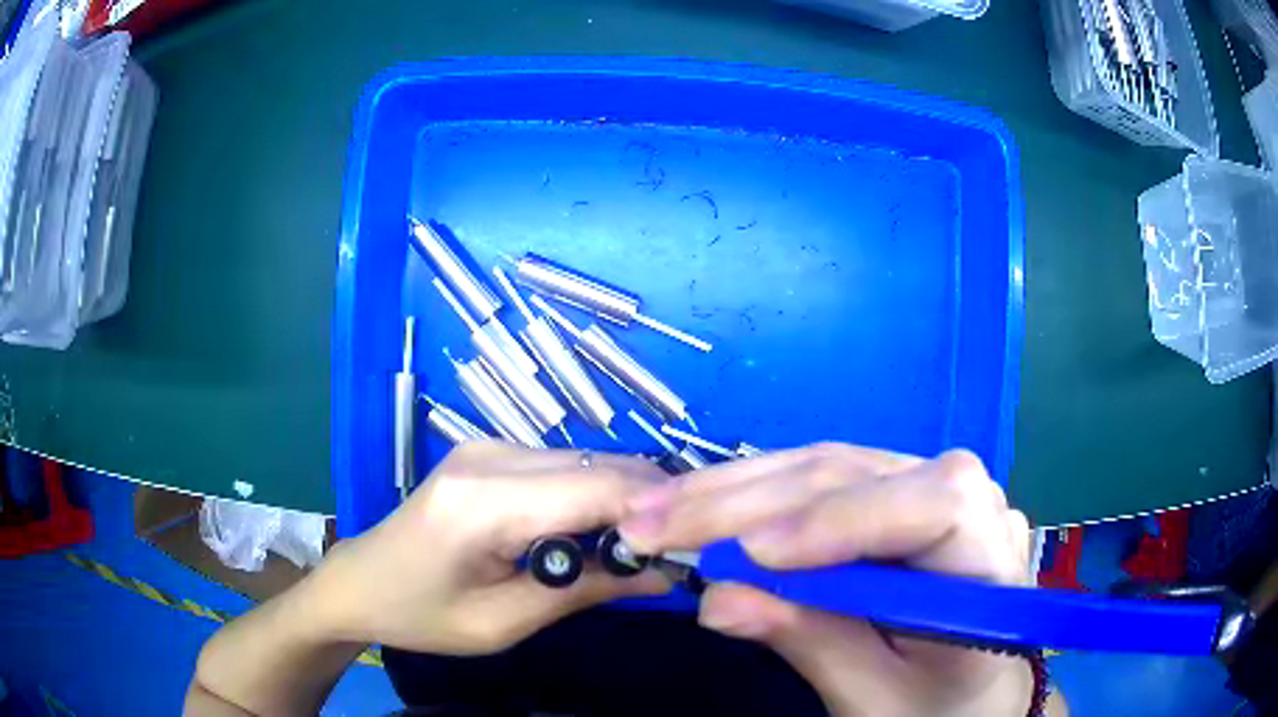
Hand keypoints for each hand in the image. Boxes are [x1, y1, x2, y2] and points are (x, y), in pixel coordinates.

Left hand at [311, 442, 671, 654]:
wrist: (362, 581)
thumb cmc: (421, 614)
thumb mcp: (503, 623)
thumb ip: (585, 593)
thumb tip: (664, 575)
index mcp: (482, 502)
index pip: (595, 488)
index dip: (656, 511)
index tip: (696, 547)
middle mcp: (489, 456)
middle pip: (598, 465)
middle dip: (650, 505)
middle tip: (681, 551)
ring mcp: (489, 446)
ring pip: (587, 461)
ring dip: (625, 500)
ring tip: (646, 547)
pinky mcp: (491, 452)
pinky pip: (564, 466)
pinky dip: (595, 495)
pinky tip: (602, 532)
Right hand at [618, 444, 1034, 716]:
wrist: (969, 696)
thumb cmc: (938, 709)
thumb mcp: (879, 700)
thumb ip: (814, 646)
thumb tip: (716, 600)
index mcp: (991, 558)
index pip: (936, 506)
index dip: (843, 522)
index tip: (748, 556)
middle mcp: (970, 499)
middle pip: (862, 474)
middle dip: (752, 501)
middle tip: (652, 522)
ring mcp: (928, 487)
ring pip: (829, 466)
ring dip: (737, 489)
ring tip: (658, 510)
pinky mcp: (893, 494)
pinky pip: (822, 482)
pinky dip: (755, 496)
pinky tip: (703, 506)